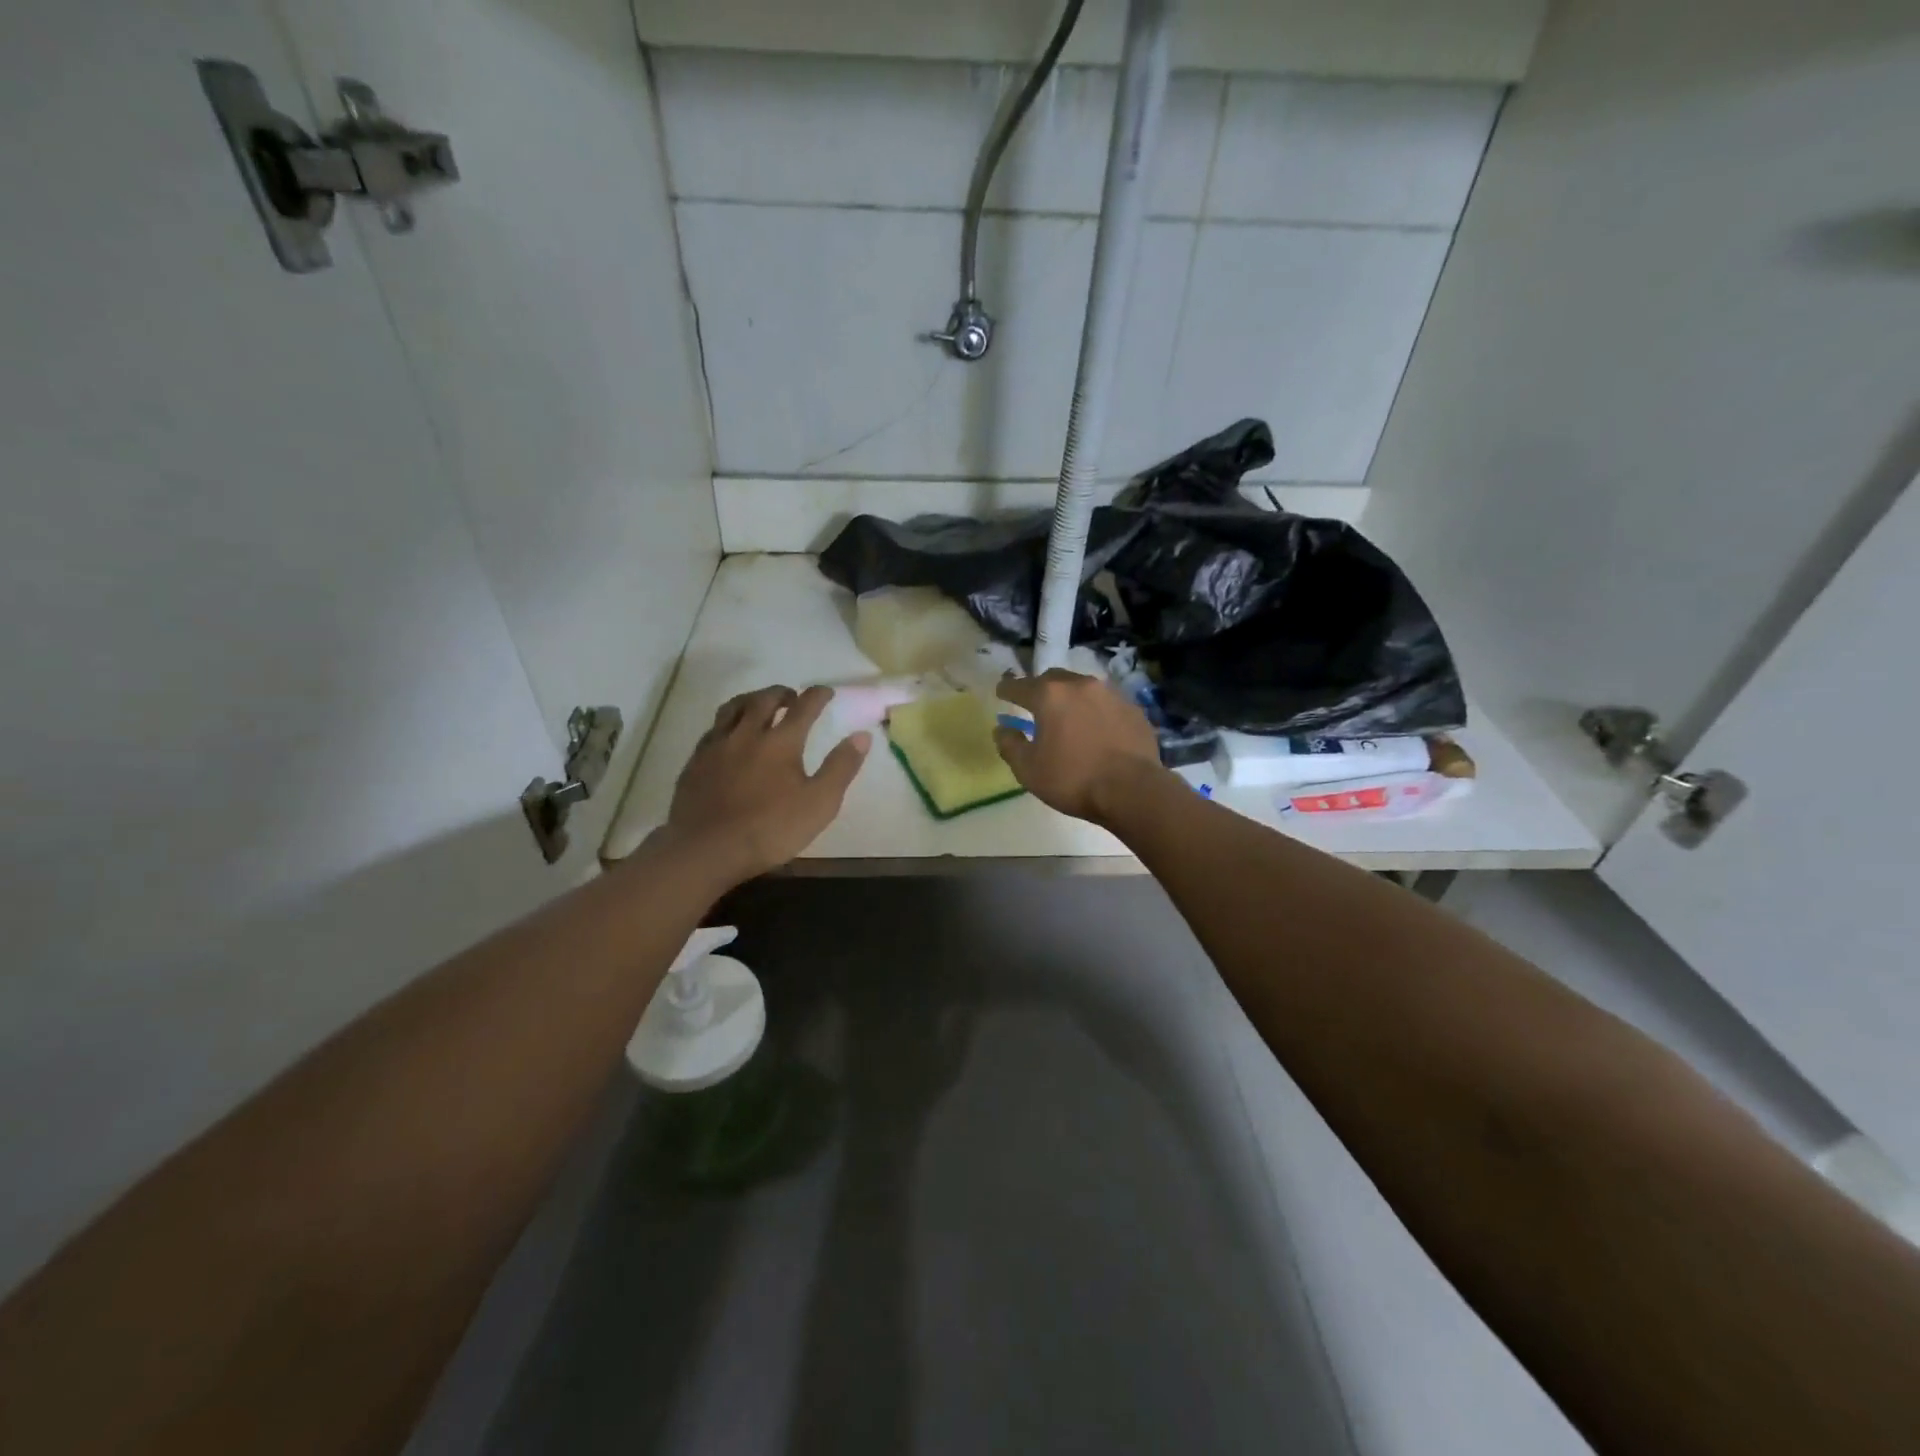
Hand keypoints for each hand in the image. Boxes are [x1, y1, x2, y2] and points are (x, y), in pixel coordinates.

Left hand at [667, 684, 870, 881]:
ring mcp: (717, 746)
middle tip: (792, 696)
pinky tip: (729, 735)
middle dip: (782, 693)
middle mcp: (747, 734)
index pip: (803, 707)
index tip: (826, 691)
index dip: (817, 695)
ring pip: (733, 708)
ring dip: (751, 700)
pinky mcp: (695, 762)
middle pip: (764, 700)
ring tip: (759, 704)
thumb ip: (841, 767)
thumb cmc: (770, 829)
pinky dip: (727, 722)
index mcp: (781, 742)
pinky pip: (712, 729)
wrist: (706, 849)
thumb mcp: (819, 803)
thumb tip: (862, 735)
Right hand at [993, 670, 1165, 824]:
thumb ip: (1010, 746)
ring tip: (1068, 717)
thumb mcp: (1029, 770)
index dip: (1007, 690)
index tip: (1001, 692)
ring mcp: (1111, 694)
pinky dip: (1095, 711)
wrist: (1133, 790)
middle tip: (1035, 705)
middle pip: (1053, 679)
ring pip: (1082, 688)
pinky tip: (1096, 729)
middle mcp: (1080, 685)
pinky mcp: (1133, 708)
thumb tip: (1002, 730)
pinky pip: (1106, 703)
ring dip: (1071, 698)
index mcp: (1050, 696)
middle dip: (1040, 689)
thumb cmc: (1073, 779)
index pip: (1020, 686)